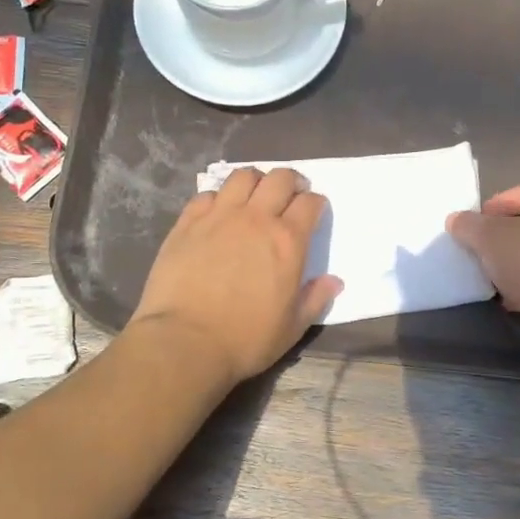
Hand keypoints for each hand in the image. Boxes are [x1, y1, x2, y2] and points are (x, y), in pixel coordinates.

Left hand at [130, 168, 341, 385]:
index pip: (310, 203)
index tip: (314, 211)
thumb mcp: (292, 327)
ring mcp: (219, 216)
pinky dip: (218, 198)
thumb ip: (315, 299)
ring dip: (255, 181)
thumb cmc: (245, 339)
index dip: (316, 203)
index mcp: (288, 241)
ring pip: (242, 176)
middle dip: (290, 181)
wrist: (185, 342)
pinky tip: (218, 212)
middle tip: (289, 195)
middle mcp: (256, 218)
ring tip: (254, 196)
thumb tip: (334, 281)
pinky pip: (206, 194)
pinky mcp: (187, 223)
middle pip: (279, 178)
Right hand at [447, 182, 519, 335]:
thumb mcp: (490, 239)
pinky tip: (516, 301)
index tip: (472, 233)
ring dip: (516, 264)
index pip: (517, 193)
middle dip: (502, 240)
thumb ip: (469, 225)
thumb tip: (456, 219)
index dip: (490, 210)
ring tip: (496, 282)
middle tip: (482, 257)